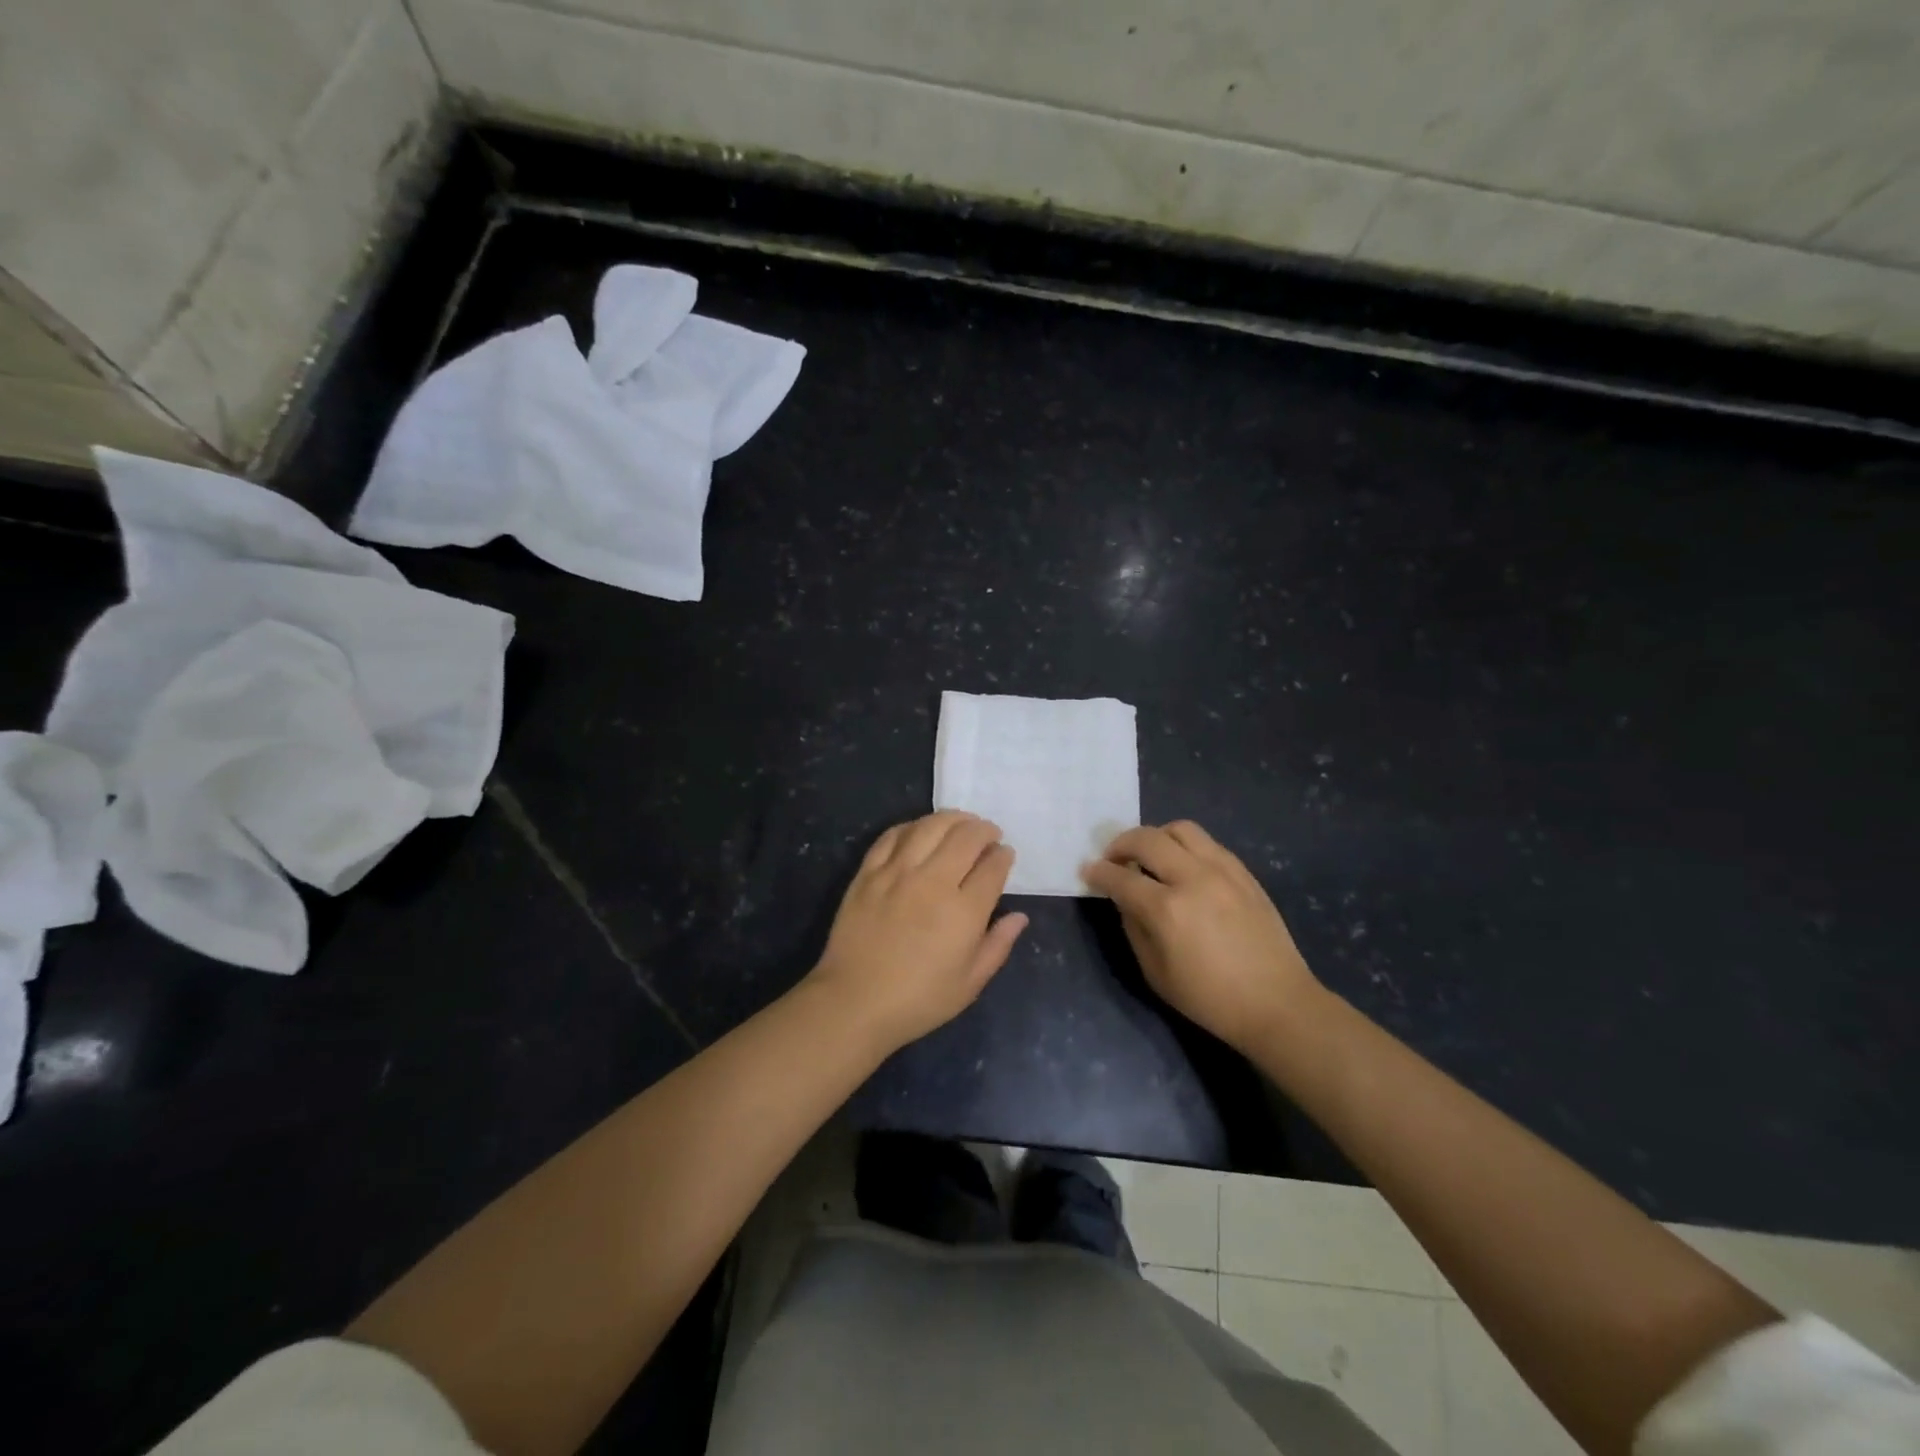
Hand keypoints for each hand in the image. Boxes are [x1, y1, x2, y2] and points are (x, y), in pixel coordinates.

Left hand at [806, 811, 1028, 1051]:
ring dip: (952, 818)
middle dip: (984, 830)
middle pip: (966, 837)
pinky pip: (892, 835)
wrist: (854, 1002)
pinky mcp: (868, 872)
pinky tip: (921, 830)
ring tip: (961, 822)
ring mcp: (897, 873)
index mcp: (964, 911)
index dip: (1003, 856)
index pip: (993, 867)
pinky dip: (912, 826)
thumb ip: (998, 945)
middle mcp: (933, 882)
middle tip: (988, 834)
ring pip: (930, 826)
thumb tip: (1019, 916)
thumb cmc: (918, 1001)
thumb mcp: (970, 983)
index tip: (1005, 854)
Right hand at [1084, 821, 1323, 1052]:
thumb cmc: (1210, 998)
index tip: (1088, 870)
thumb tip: (1125, 899)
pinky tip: (1183, 866)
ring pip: (1180, 829)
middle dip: (1121, 844)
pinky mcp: (1244, 872)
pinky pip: (1207, 843)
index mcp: (1167, 909)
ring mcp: (1223, 870)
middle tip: (1114, 858)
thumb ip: (1134, 928)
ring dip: (1156, 837)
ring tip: (1150, 855)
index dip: (1098, 872)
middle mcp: (1193, 878)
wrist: (1277, 1003)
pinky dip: (1185, 846)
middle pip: (1147, 839)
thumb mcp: (1156, 973)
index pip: (1121, 877)